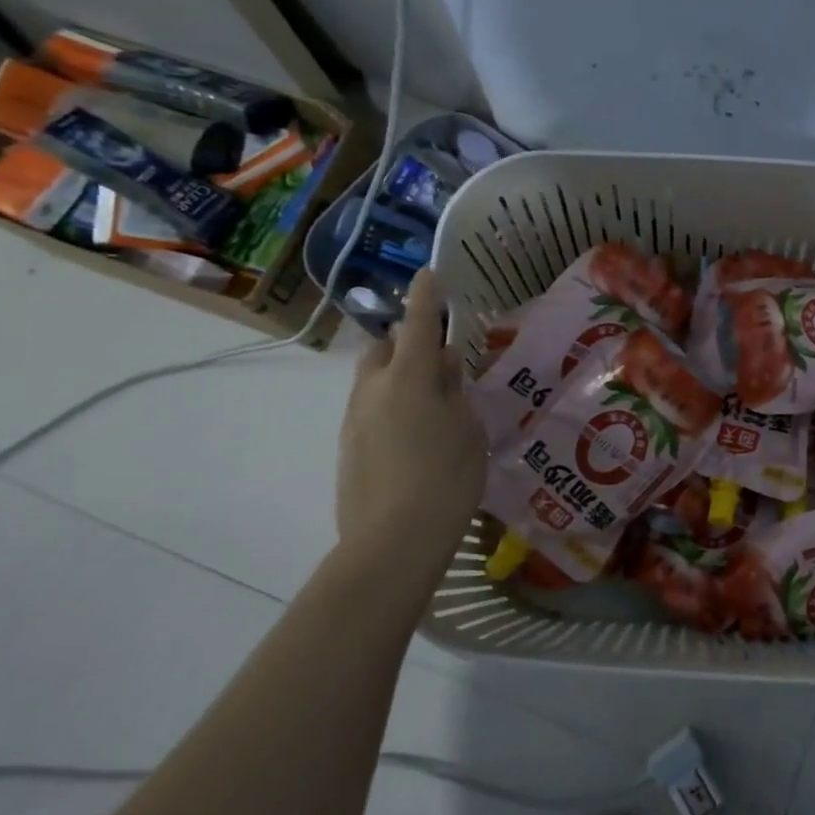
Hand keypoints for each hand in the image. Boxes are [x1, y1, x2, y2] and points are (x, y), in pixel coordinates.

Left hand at [335, 270, 487, 580]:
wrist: (394, 541)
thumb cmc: (447, 477)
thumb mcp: (467, 428)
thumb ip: (454, 389)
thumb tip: (444, 362)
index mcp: (410, 378)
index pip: (419, 323)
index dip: (425, 296)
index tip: (428, 272)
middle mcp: (374, 389)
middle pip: (384, 348)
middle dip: (404, 341)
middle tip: (434, 357)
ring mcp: (355, 419)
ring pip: (372, 380)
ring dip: (395, 375)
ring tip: (426, 401)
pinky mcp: (347, 448)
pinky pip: (368, 409)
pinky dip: (388, 406)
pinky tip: (410, 436)